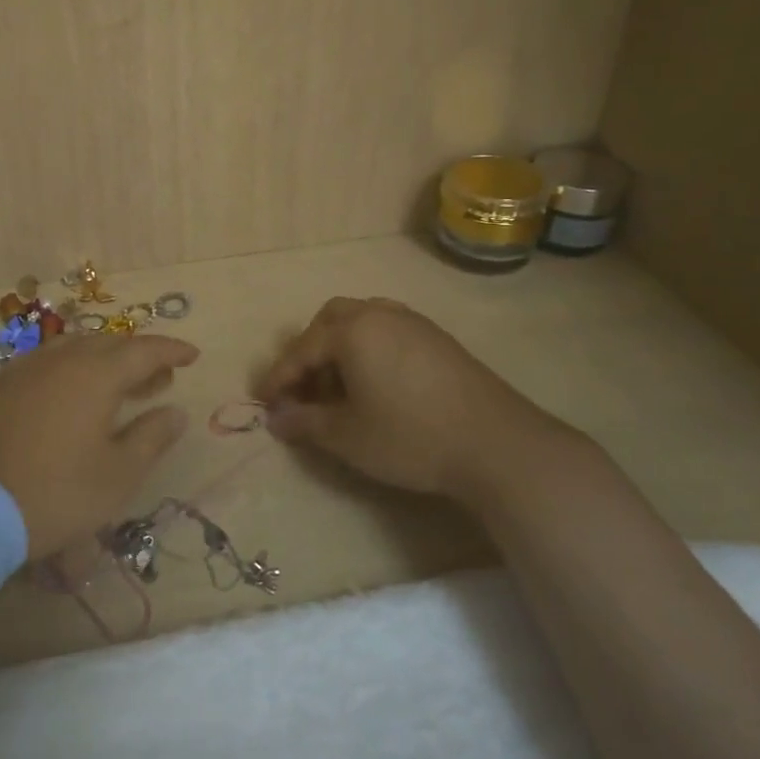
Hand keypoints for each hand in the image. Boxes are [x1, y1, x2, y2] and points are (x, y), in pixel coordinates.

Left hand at [0, 333, 198, 557]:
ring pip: (73, 351)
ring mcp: (23, 370)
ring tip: (117, 386)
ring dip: (102, 362)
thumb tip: (175, 411)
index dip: (171, 350)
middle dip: (138, 357)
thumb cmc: (54, 493)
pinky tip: (69, 398)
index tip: (192, 355)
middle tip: (158, 378)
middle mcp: (60, 359)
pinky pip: (45, 365)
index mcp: (95, 373)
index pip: (144, 350)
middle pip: (108, 345)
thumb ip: (151, 438)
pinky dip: (70, 372)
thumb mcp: (116, 475)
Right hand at [252, 297, 590, 507]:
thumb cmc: (410, 437)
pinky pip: (388, 331)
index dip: (279, 377)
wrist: (496, 444)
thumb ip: (305, 423)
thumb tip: (276, 418)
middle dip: (309, 351)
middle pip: (331, 320)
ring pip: (362, 321)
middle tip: (303, 387)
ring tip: (338, 387)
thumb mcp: (347, 436)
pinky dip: (369, 350)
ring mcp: (414, 323)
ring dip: (340, 348)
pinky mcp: (439, 339)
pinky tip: (376, 383)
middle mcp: (380, 314)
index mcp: (353, 330)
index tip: (263, 401)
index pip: (302, 350)